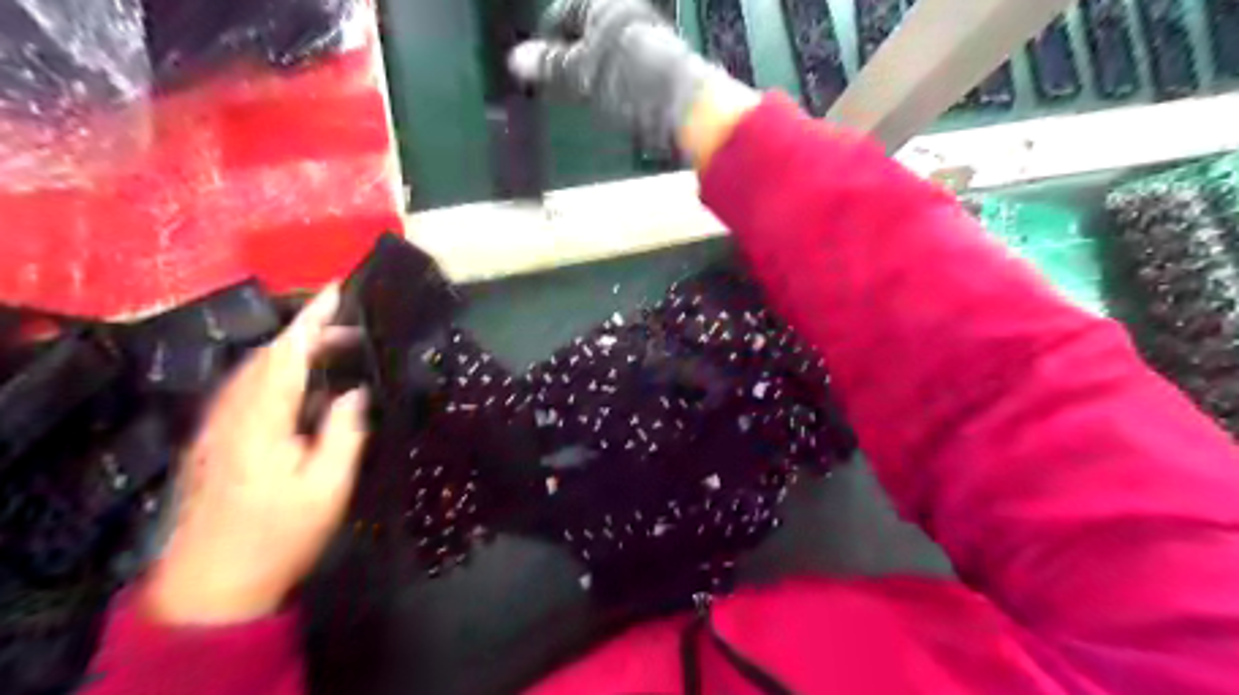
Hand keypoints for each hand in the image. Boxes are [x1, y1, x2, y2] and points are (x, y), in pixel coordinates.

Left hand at [145, 285, 367, 624]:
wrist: (213, 583)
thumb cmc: (279, 535)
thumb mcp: (327, 488)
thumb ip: (342, 434)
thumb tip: (355, 392)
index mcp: (260, 423)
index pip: (286, 356)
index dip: (311, 320)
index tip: (337, 291)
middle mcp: (232, 414)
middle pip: (266, 357)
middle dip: (307, 332)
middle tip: (351, 327)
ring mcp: (218, 426)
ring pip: (253, 370)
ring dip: (291, 350)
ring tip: (331, 346)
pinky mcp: (215, 439)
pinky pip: (246, 388)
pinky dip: (275, 371)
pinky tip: (298, 380)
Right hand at [509, 1, 750, 156]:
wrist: (688, 107)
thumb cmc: (632, 82)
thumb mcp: (585, 74)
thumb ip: (552, 66)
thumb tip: (516, 59)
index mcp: (606, 5)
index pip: (564, 12)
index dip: (546, 37)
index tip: (535, 65)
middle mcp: (628, 16)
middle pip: (588, 31)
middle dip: (568, 55)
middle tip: (554, 82)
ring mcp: (647, 40)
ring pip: (607, 51)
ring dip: (590, 71)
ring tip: (578, 95)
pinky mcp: (660, 66)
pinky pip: (624, 68)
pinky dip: (610, 82)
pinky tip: (607, 100)